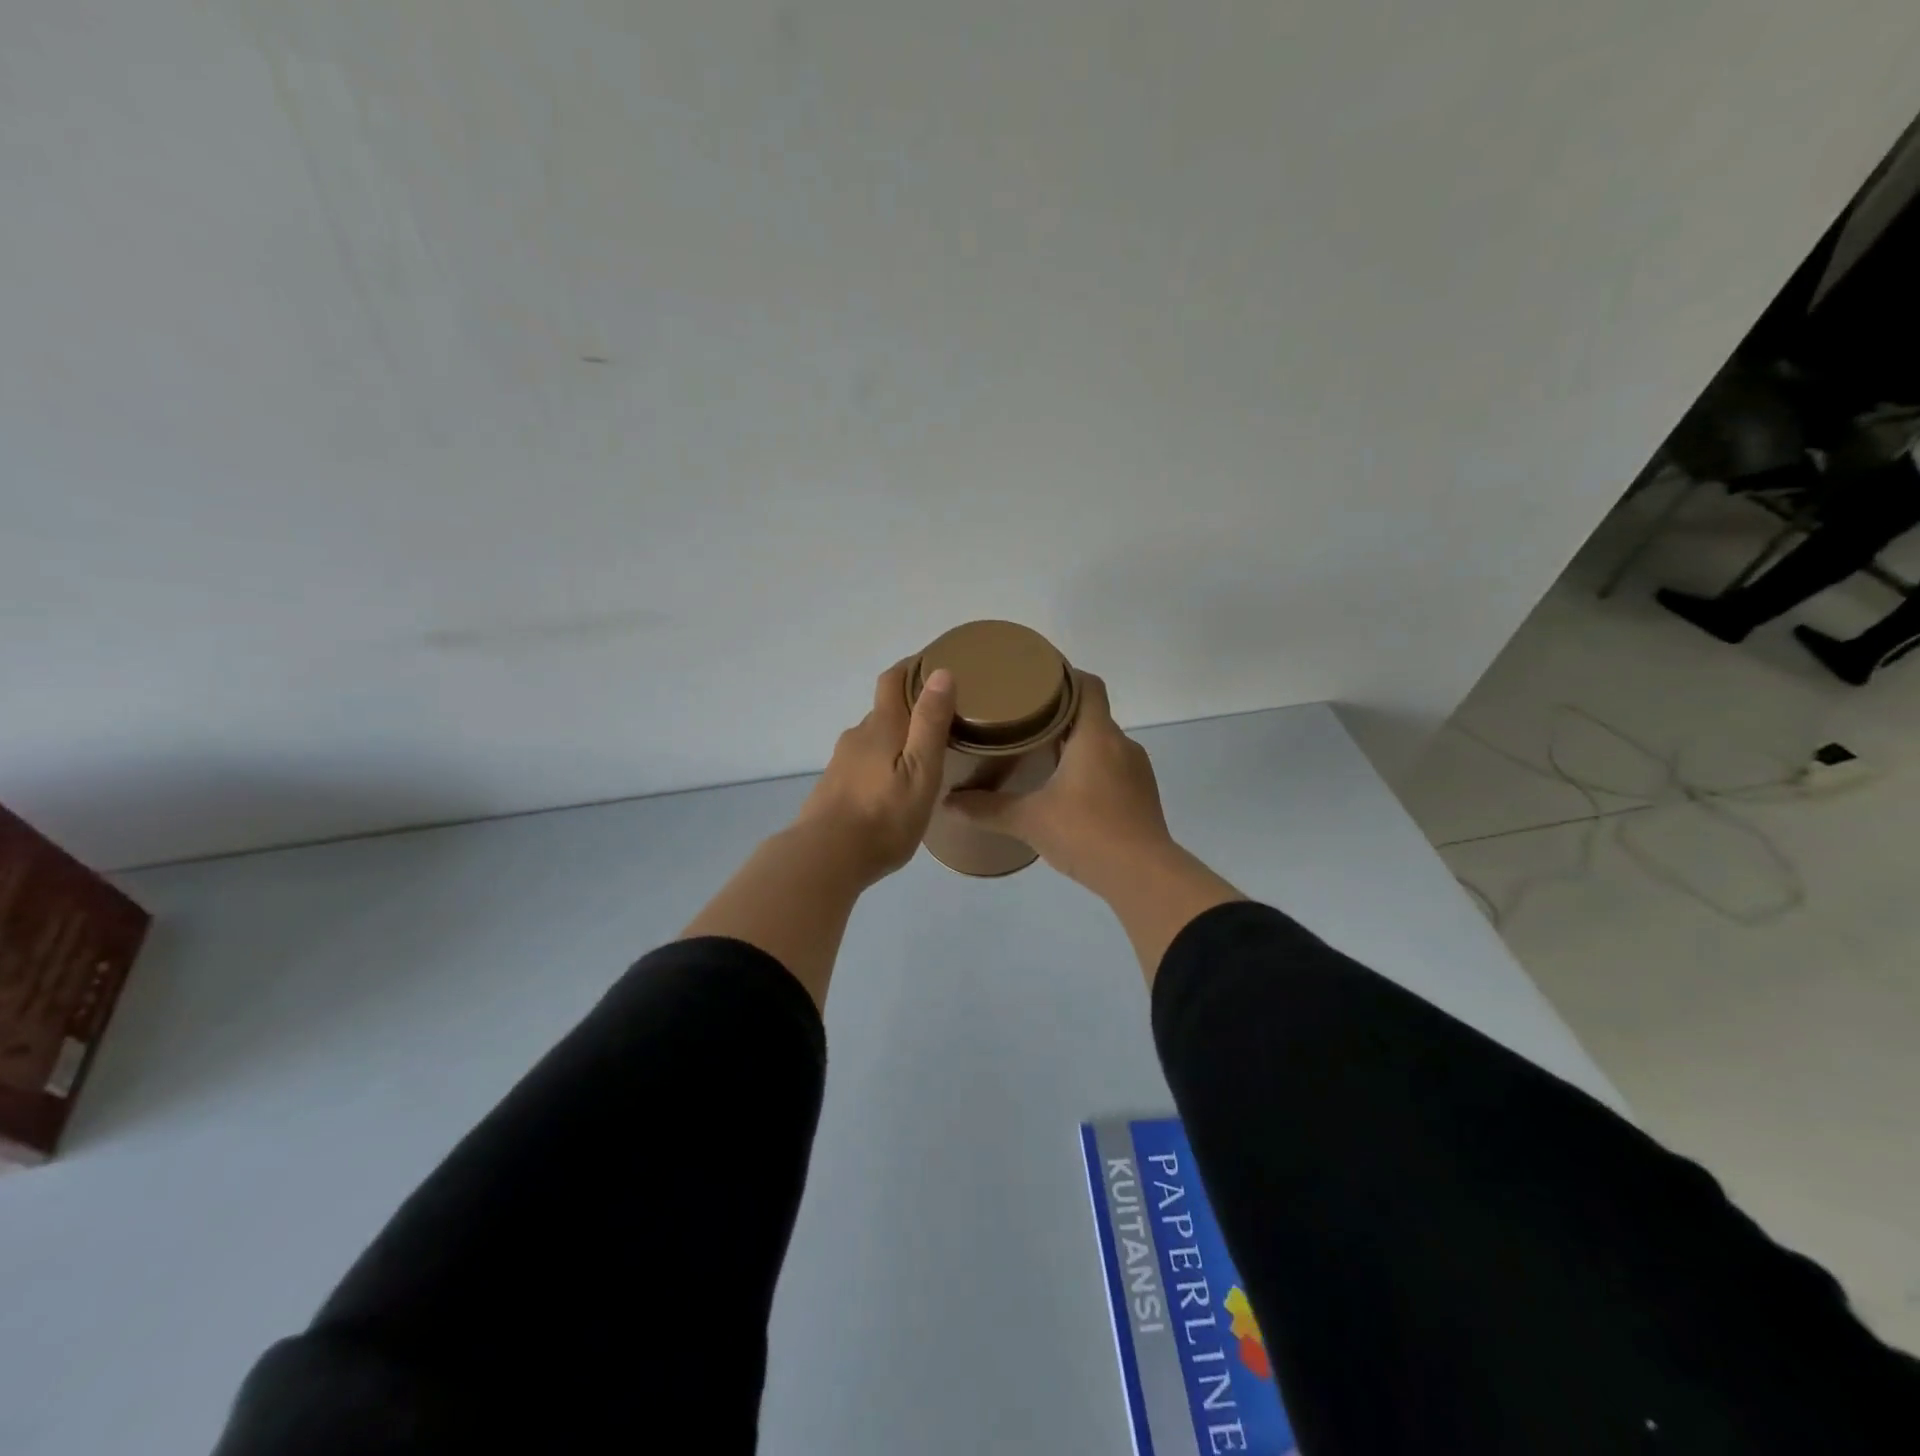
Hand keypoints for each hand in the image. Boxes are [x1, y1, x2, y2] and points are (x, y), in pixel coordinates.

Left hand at [793, 659, 955, 886]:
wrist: (825, 858)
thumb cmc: (883, 816)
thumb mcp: (920, 771)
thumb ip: (930, 723)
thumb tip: (941, 672)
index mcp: (881, 726)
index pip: (892, 680)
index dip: (912, 667)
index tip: (934, 663)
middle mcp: (857, 736)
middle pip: (884, 710)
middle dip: (910, 707)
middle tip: (942, 718)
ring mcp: (842, 762)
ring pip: (874, 738)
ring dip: (896, 738)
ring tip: (923, 754)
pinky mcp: (834, 787)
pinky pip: (864, 763)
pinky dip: (882, 762)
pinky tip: (894, 785)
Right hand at [946, 673, 1174, 894]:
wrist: (1143, 877)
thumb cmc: (1086, 833)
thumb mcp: (1029, 820)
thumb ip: (987, 809)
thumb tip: (947, 802)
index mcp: (1096, 735)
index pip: (1087, 685)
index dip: (1063, 675)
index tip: (1034, 679)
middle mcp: (1121, 744)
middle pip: (1091, 712)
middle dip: (1059, 713)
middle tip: (1022, 719)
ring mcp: (1137, 770)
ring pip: (1103, 742)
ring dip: (1076, 742)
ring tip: (1041, 753)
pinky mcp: (1142, 795)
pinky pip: (1113, 766)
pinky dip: (1091, 767)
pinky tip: (1068, 788)